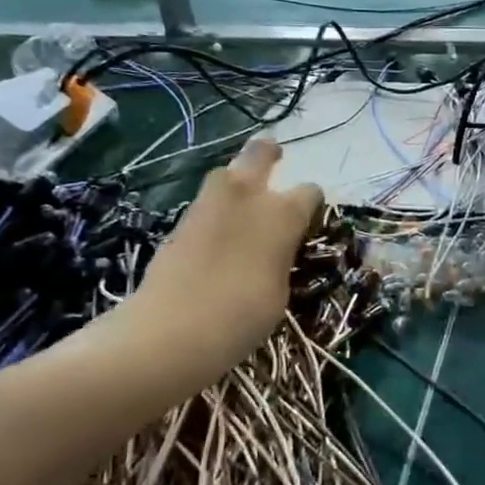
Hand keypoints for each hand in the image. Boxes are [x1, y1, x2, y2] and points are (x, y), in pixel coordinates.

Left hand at [93, 139, 322, 398]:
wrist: (173, 329)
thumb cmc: (244, 314)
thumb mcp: (280, 289)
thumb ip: (280, 256)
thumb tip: (273, 249)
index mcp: (284, 213)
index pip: (310, 192)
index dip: (311, 204)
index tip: (309, 219)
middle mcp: (247, 196)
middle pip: (259, 154)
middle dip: (267, 155)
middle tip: (274, 160)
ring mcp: (208, 205)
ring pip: (226, 175)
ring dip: (236, 183)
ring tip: (242, 205)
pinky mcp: (179, 221)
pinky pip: (204, 204)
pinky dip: (214, 211)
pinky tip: (217, 235)